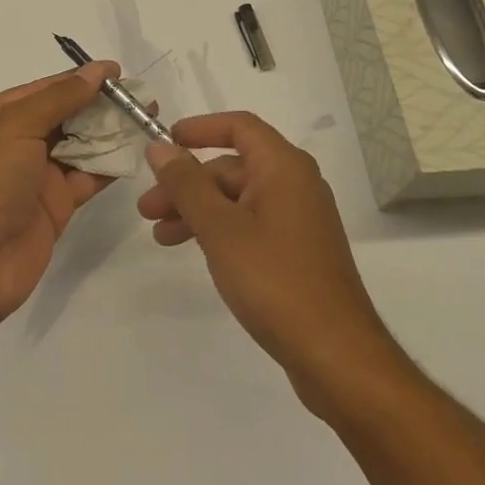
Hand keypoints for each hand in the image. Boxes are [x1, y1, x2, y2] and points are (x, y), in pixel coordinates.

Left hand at [0, 62, 119, 322]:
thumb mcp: (16, 127)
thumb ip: (60, 97)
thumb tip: (97, 71)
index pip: (44, 88)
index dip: (80, 78)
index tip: (118, 72)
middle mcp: (14, 142)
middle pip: (64, 114)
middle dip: (100, 104)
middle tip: (141, 96)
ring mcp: (36, 175)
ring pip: (79, 144)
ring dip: (109, 132)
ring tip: (147, 118)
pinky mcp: (55, 205)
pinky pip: (87, 176)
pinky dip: (110, 164)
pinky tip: (136, 151)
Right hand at [136, 113, 397, 412]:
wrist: (337, 357)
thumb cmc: (275, 281)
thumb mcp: (220, 229)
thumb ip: (187, 185)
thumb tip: (160, 148)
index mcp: (284, 167)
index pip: (239, 126)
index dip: (200, 129)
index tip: (165, 142)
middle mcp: (295, 184)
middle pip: (233, 166)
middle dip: (188, 183)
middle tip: (147, 209)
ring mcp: (298, 219)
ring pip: (238, 199)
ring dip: (198, 210)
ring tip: (160, 236)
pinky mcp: (298, 251)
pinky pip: (251, 224)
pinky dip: (220, 230)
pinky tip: (196, 251)